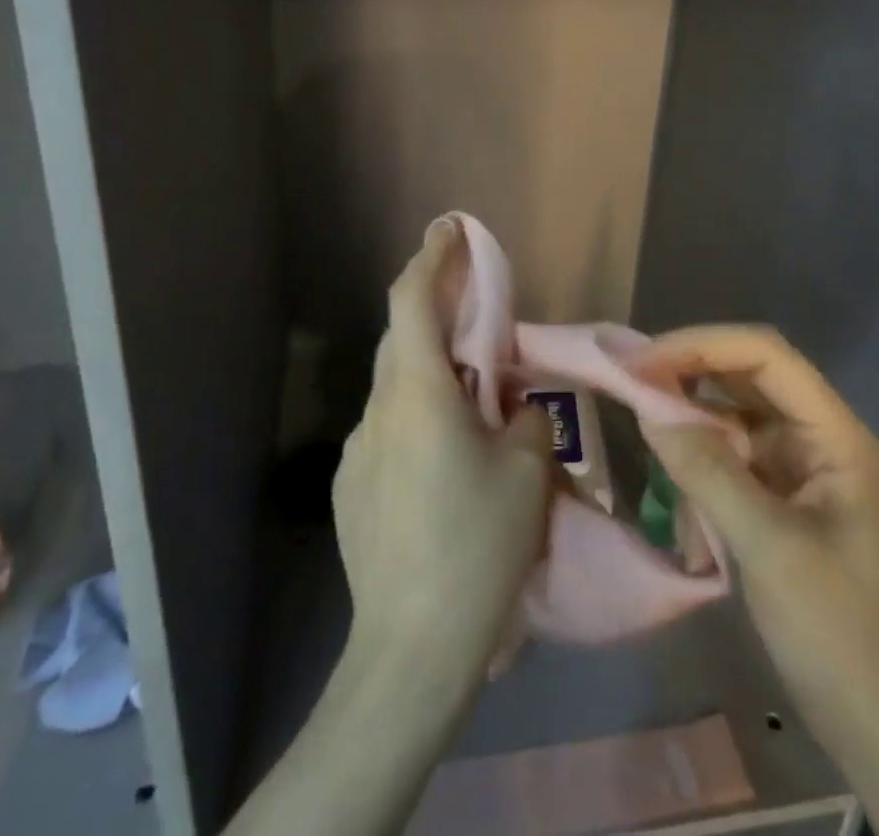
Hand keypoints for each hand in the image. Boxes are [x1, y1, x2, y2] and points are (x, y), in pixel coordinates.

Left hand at [334, 218, 554, 689]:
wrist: (410, 650)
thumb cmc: (477, 548)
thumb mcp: (528, 475)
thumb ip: (526, 419)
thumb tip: (514, 407)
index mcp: (418, 393)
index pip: (412, 300)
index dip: (431, 258)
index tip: (449, 229)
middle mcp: (378, 410)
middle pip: (403, 339)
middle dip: (437, 314)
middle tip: (479, 320)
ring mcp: (357, 451)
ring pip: (396, 387)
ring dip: (431, 374)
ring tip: (472, 403)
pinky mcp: (350, 487)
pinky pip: (387, 430)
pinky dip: (417, 418)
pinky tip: (444, 463)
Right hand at [637, 326, 878, 835]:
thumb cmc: (838, 634)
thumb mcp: (769, 548)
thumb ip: (708, 471)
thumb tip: (648, 408)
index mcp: (837, 436)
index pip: (767, 357)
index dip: (703, 346)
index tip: (644, 362)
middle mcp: (821, 438)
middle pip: (751, 375)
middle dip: (691, 368)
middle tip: (631, 377)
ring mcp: (802, 469)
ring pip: (738, 411)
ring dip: (692, 407)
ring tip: (641, 408)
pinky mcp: (782, 498)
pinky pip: (733, 452)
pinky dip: (699, 449)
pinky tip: (671, 462)